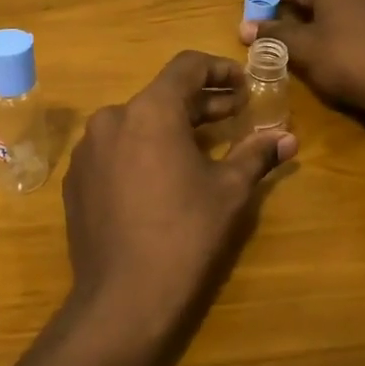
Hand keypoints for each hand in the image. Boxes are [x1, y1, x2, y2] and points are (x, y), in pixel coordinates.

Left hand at [62, 51, 296, 350]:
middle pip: (161, 96)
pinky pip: (115, 150)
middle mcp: (111, 118)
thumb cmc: (185, 234)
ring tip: (202, 146)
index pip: (186, 66)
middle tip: (234, 114)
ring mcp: (87, 150)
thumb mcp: (229, 190)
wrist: (123, 299)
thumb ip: (256, 154)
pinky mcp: (76, 180)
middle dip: (200, 102)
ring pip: (136, 122)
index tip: (243, 84)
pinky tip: (163, 176)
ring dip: (171, 126)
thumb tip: (288, 138)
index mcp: (149, 110)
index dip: (219, 69)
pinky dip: (142, 150)